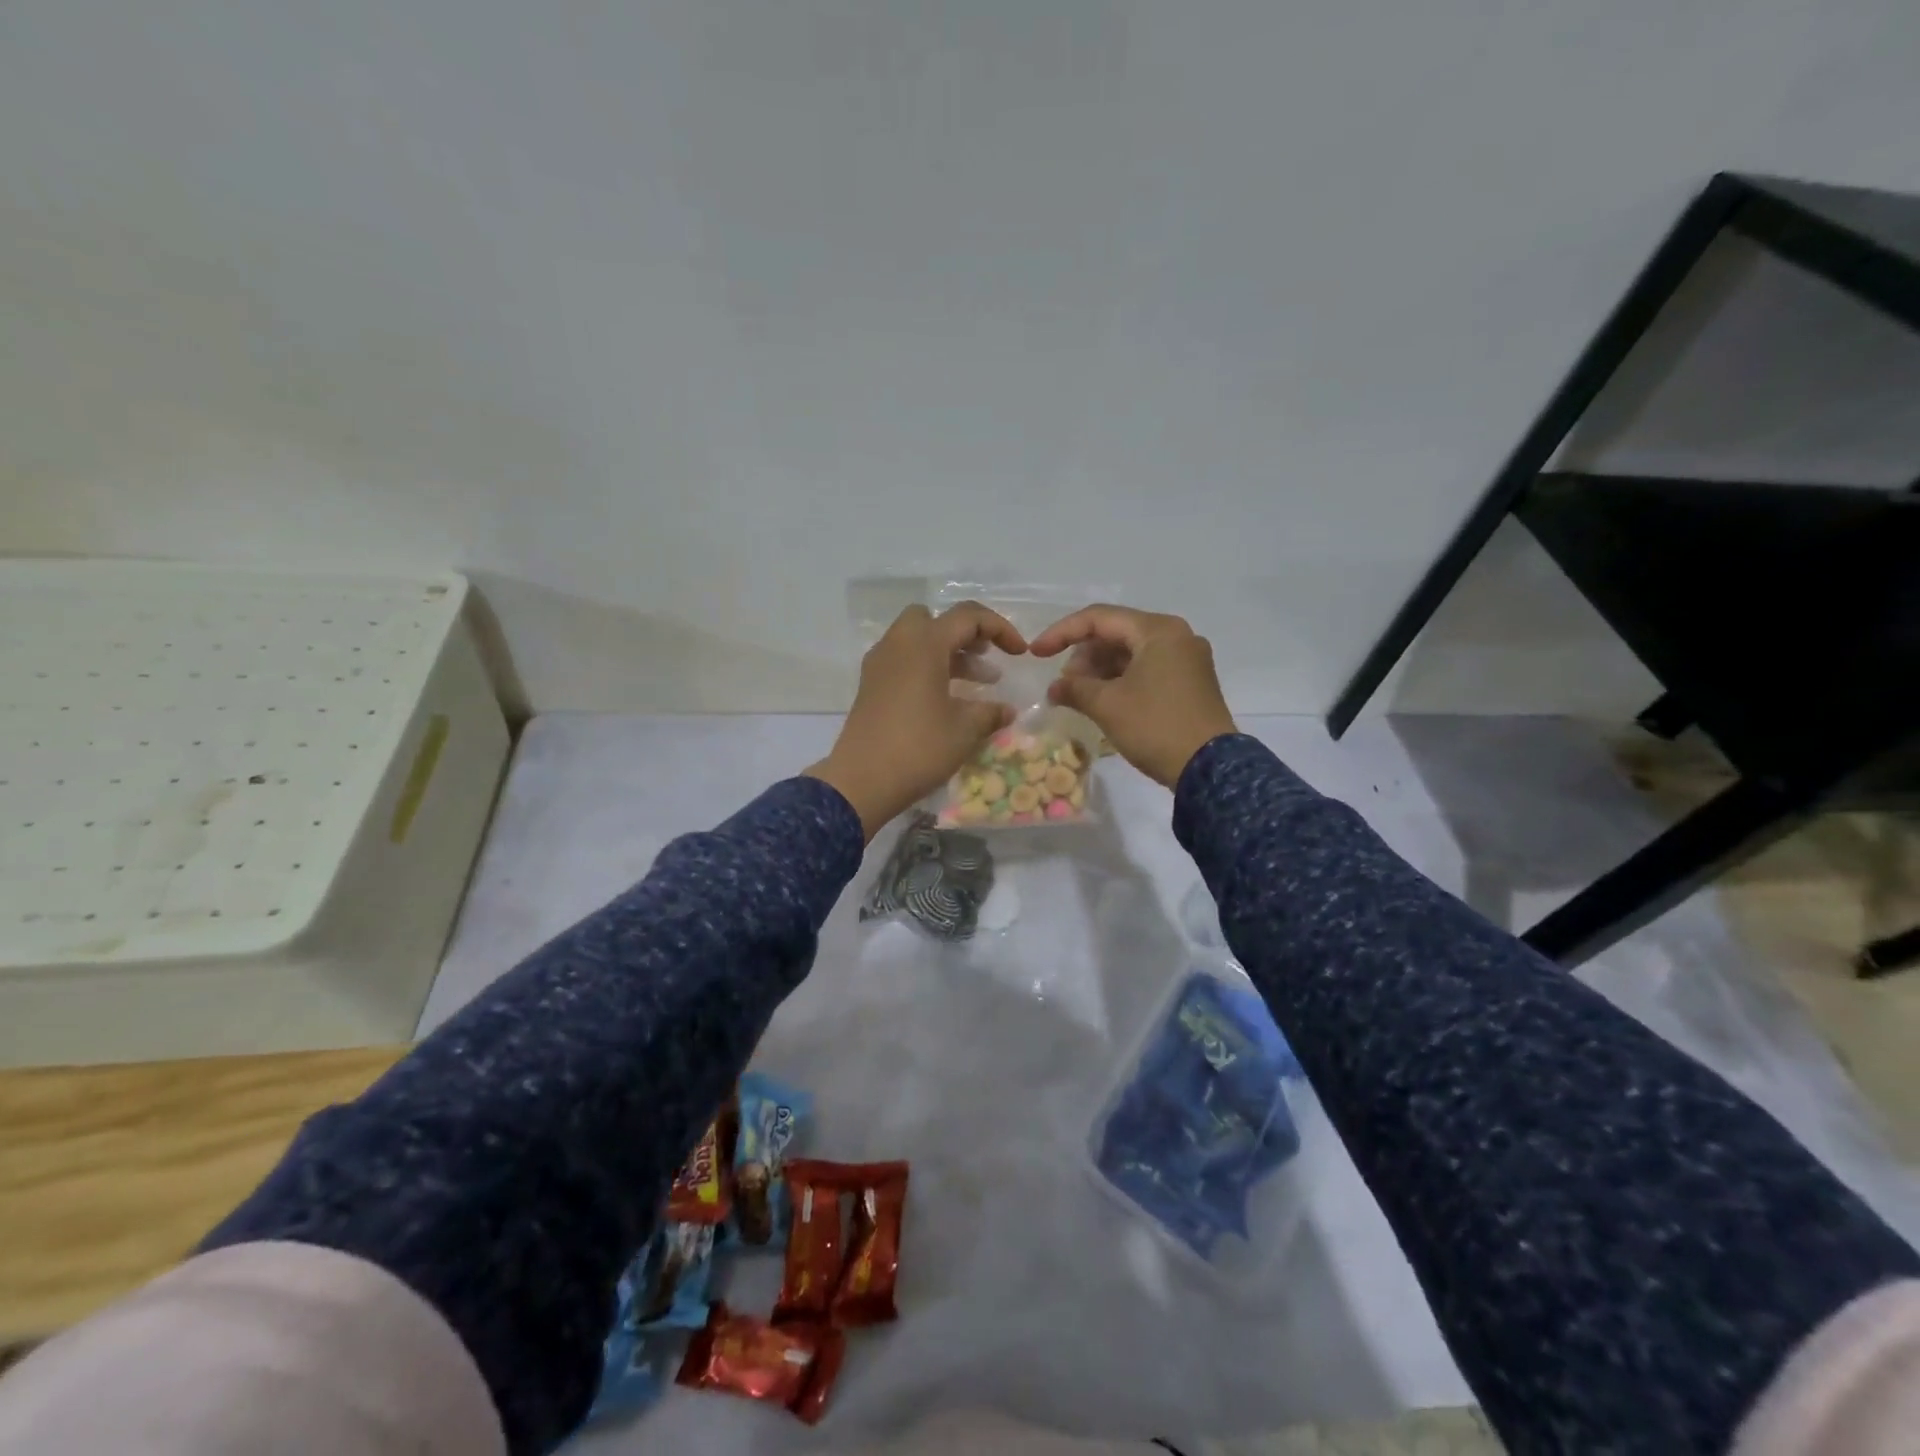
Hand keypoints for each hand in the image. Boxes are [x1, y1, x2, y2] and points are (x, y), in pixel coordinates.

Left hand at [806, 602, 1026, 838]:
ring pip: (916, 640)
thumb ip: (989, 713)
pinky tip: (944, 699)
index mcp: (924, 644)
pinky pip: (903, 660)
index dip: (1000, 628)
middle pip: (934, 619)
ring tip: (977, 683)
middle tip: (985, 656)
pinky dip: (926, 667)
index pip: (968, 617)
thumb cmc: (919, 748)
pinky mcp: (870, 685)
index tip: (1019, 653)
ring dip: (947, 652)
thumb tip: (1007, 711)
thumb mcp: (964, 730)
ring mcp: (880, 664)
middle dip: (964, 633)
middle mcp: (898, 644)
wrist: (861, 781)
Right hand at [1029, 605, 1235, 788]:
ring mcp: (1187, 660)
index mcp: (1158, 631)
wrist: (1209, 769)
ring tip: (1079, 695)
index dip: (1061, 633)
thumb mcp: (1107, 705)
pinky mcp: (1190, 683)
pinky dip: (1120, 680)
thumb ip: (1074, 688)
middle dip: (1083, 655)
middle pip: (1116, 633)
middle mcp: (1176, 636)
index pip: (1098, 618)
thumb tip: (1055, 688)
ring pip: (1131, 652)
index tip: (1036, 654)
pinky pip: (1147, 669)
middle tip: (1064, 684)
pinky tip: (1103, 700)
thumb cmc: (1155, 726)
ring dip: (1100, 670)